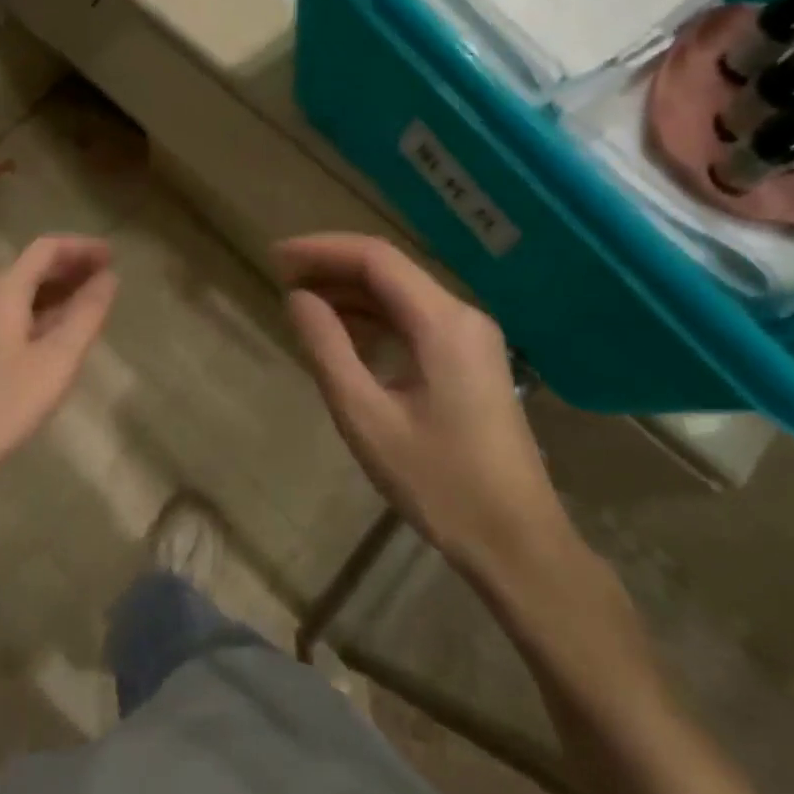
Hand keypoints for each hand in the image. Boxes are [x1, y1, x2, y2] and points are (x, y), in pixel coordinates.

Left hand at [0, 235, 118, 494]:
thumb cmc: (4, 402)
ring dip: (56, 292)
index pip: (46, 249)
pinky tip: (55, 336)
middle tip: (107, 277)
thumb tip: (109, 278)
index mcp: (3, 290)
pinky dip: (40, 314)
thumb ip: (87, 313)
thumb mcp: (58, 358)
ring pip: (20, 294)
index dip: (82, 247)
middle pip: (31, 268)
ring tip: (89, 304)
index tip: (114, 256)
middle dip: (71, 268)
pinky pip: (10, 316)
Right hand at [276, 233, 575, 588]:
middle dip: (332, 267)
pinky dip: (374, 318)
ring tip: (302, 302)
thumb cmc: (440, 483)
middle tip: (281, 277)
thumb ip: (327, 349)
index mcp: (443, 322)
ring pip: (401, 295)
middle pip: (389, 271)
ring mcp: (472, 338)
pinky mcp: (471, 361)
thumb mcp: (367, 417)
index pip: (375, 259)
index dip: (320, 250)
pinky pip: (415, 321)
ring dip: (351, 292)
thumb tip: (297, 299)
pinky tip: (343, 335)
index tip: (275, 257)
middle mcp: (463, 316)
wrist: (518, 543)